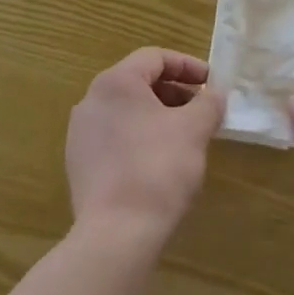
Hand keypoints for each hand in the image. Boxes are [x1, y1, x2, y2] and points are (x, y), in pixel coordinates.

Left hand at [66, 47, 224, 249]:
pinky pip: (115, 137)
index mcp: (116, 82)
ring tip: (185, 137)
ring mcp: (80, 134)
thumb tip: (214, 94)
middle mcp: (91, 100)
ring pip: (127, 111)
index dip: (188, 66)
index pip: (155, 57)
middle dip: (175, 92)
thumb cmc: (158, 169)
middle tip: (202, 111)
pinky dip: (140, 138)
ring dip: (158, 116)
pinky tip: (160, 162)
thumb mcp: (195, 129)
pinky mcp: (79, 165)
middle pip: (139, 82)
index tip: (211, 84)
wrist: (115, 237)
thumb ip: (209, 102)